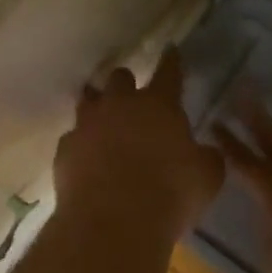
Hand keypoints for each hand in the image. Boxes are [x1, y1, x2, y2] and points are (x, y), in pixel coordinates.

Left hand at [53, 50, 223, 238]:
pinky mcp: (65, 149)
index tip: (171, 50)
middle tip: (132, 97)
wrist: (112, 223)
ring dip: (98, 106)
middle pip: (119, 78)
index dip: (172, 61)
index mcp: (159, 105)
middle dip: (126, 83)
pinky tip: (87, 158)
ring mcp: (87, 125)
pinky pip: (73, 137)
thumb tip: (203, 152)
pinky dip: (82, 143)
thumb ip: (205, 158)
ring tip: (102, 118)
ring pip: (89, 101)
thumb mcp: (206, 177)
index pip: (169, 72)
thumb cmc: (170, 195)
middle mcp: (120, 105)